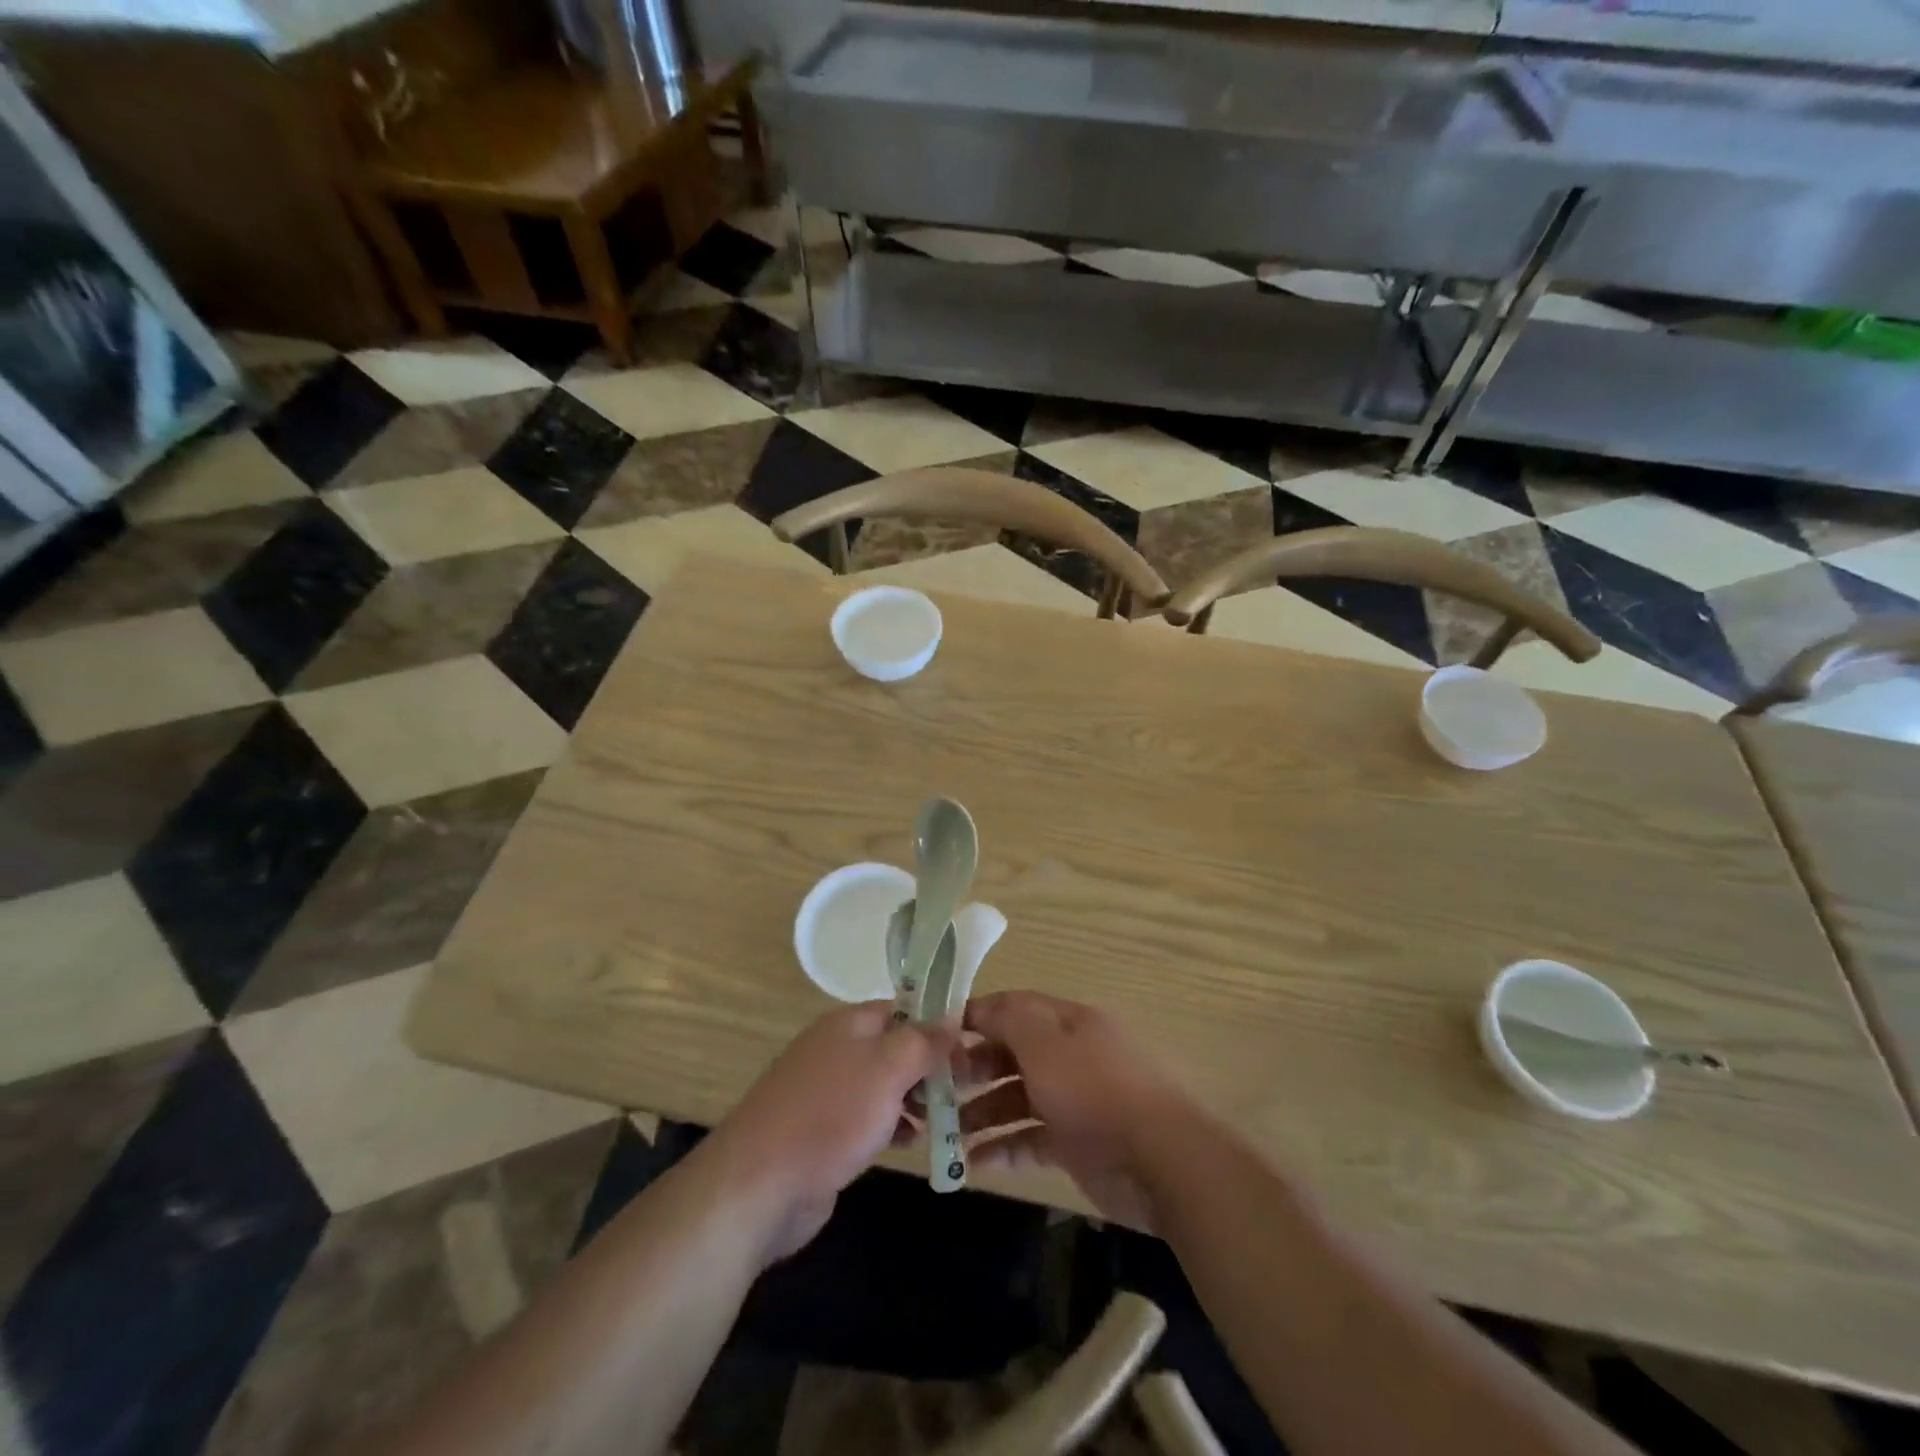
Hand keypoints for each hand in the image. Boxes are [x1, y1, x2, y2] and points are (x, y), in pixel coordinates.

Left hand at [706, 1003, 947, 1264]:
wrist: (759, 1184)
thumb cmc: (831, 1114)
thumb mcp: (888, 1067)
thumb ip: (923, 1041)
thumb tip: (953, 1016)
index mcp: (848, 1023)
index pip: (902, 1008)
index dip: (936, 1024)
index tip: (968, 1049)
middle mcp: (836, 1049)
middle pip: (894, 1046)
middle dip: (928, 1066)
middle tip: (964, 1089)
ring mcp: (825, 1091)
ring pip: (882, 1084)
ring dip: (913, 1098)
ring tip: (945, 1118)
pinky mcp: (821, 1131)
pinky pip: (866, 1118)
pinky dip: (890, 1125)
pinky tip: (910, 1143)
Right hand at [958, 991, 1195, 1230]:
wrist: (1159, 1161)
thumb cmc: (1095, 1091)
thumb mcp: (1046, 1044)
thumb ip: (1009, 1020)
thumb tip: (979, 1006)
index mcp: (1068, 1022)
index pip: (1014, 1007)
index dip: (976, 1017)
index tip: (936, 1035)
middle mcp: (1070, 1055)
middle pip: (1013, 1053)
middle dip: (974, 1068)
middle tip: (935, 1089)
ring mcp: (1075, 1100)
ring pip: (1018, 1097)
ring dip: (982, 1112)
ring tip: (946, 1132)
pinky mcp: (1077, 1142)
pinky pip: (1031, 1137)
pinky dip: (1005, 1147)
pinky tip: (975, 1162)